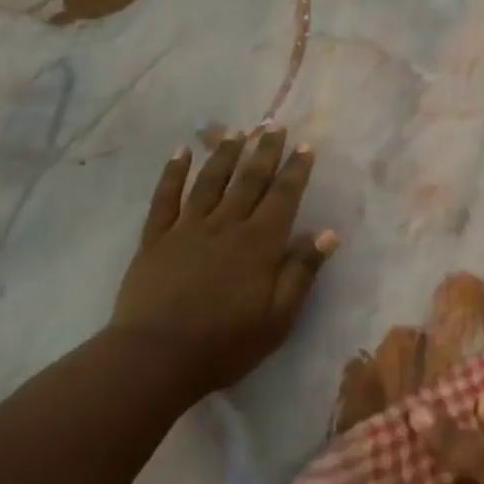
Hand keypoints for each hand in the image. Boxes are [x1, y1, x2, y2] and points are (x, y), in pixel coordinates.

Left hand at [111, 129, 337, 397]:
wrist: (156, 357)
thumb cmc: (225, 343)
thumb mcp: (278, 318)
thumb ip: (301, 272)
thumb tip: (328, 233)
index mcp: (259, 243)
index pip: (283, 197)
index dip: (296, 170)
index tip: (305, 146)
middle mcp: (226, 225)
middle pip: (249, 180)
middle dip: (265, 151)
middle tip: (275, 125)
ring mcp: (187, 228)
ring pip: (211, 181)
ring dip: (225, 153)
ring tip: (237, 131)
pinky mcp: (156, 238)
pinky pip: (165, 197)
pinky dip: (173, 172)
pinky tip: (181, 152)